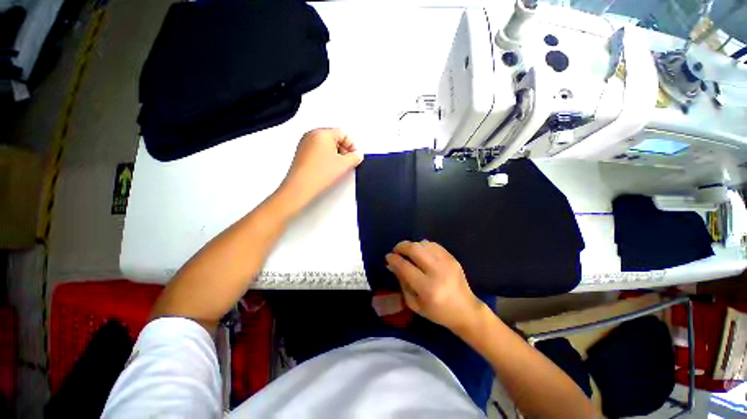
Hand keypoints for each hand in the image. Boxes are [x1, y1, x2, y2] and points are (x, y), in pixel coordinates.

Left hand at [280, 128, 362, 209]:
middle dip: (344, 150)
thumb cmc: (319, 174)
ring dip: (335, 154)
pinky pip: (318, 150)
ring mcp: (305, 143)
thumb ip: (355, 157)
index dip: (352, 146)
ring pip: (326, 145)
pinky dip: (326, 157)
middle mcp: (312, 135)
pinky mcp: (302, 153)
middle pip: (335, 138)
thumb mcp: (344, 165)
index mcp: (323, 133)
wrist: (301, 187)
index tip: (354, 157)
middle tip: (347, 163)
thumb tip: (357, 155)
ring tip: (336, 168)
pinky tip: (327, 169)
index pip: (344, 134)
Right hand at [385, 240, 485, 331]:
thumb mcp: (414, 303)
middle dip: (401, 246)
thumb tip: (392, 264)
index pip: (405, 266)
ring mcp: (447, 263)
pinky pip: (433, 244)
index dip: (393, 259)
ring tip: (408, 252)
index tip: (388, 257)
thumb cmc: (437, 312)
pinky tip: (420, 252)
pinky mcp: (452, 258)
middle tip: (396, 250)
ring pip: (423, 244)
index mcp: (427, 288)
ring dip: (412, 245)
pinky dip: (423, 245)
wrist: (466, 310)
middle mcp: (437, 272)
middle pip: (415, 249)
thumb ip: (402, 282)